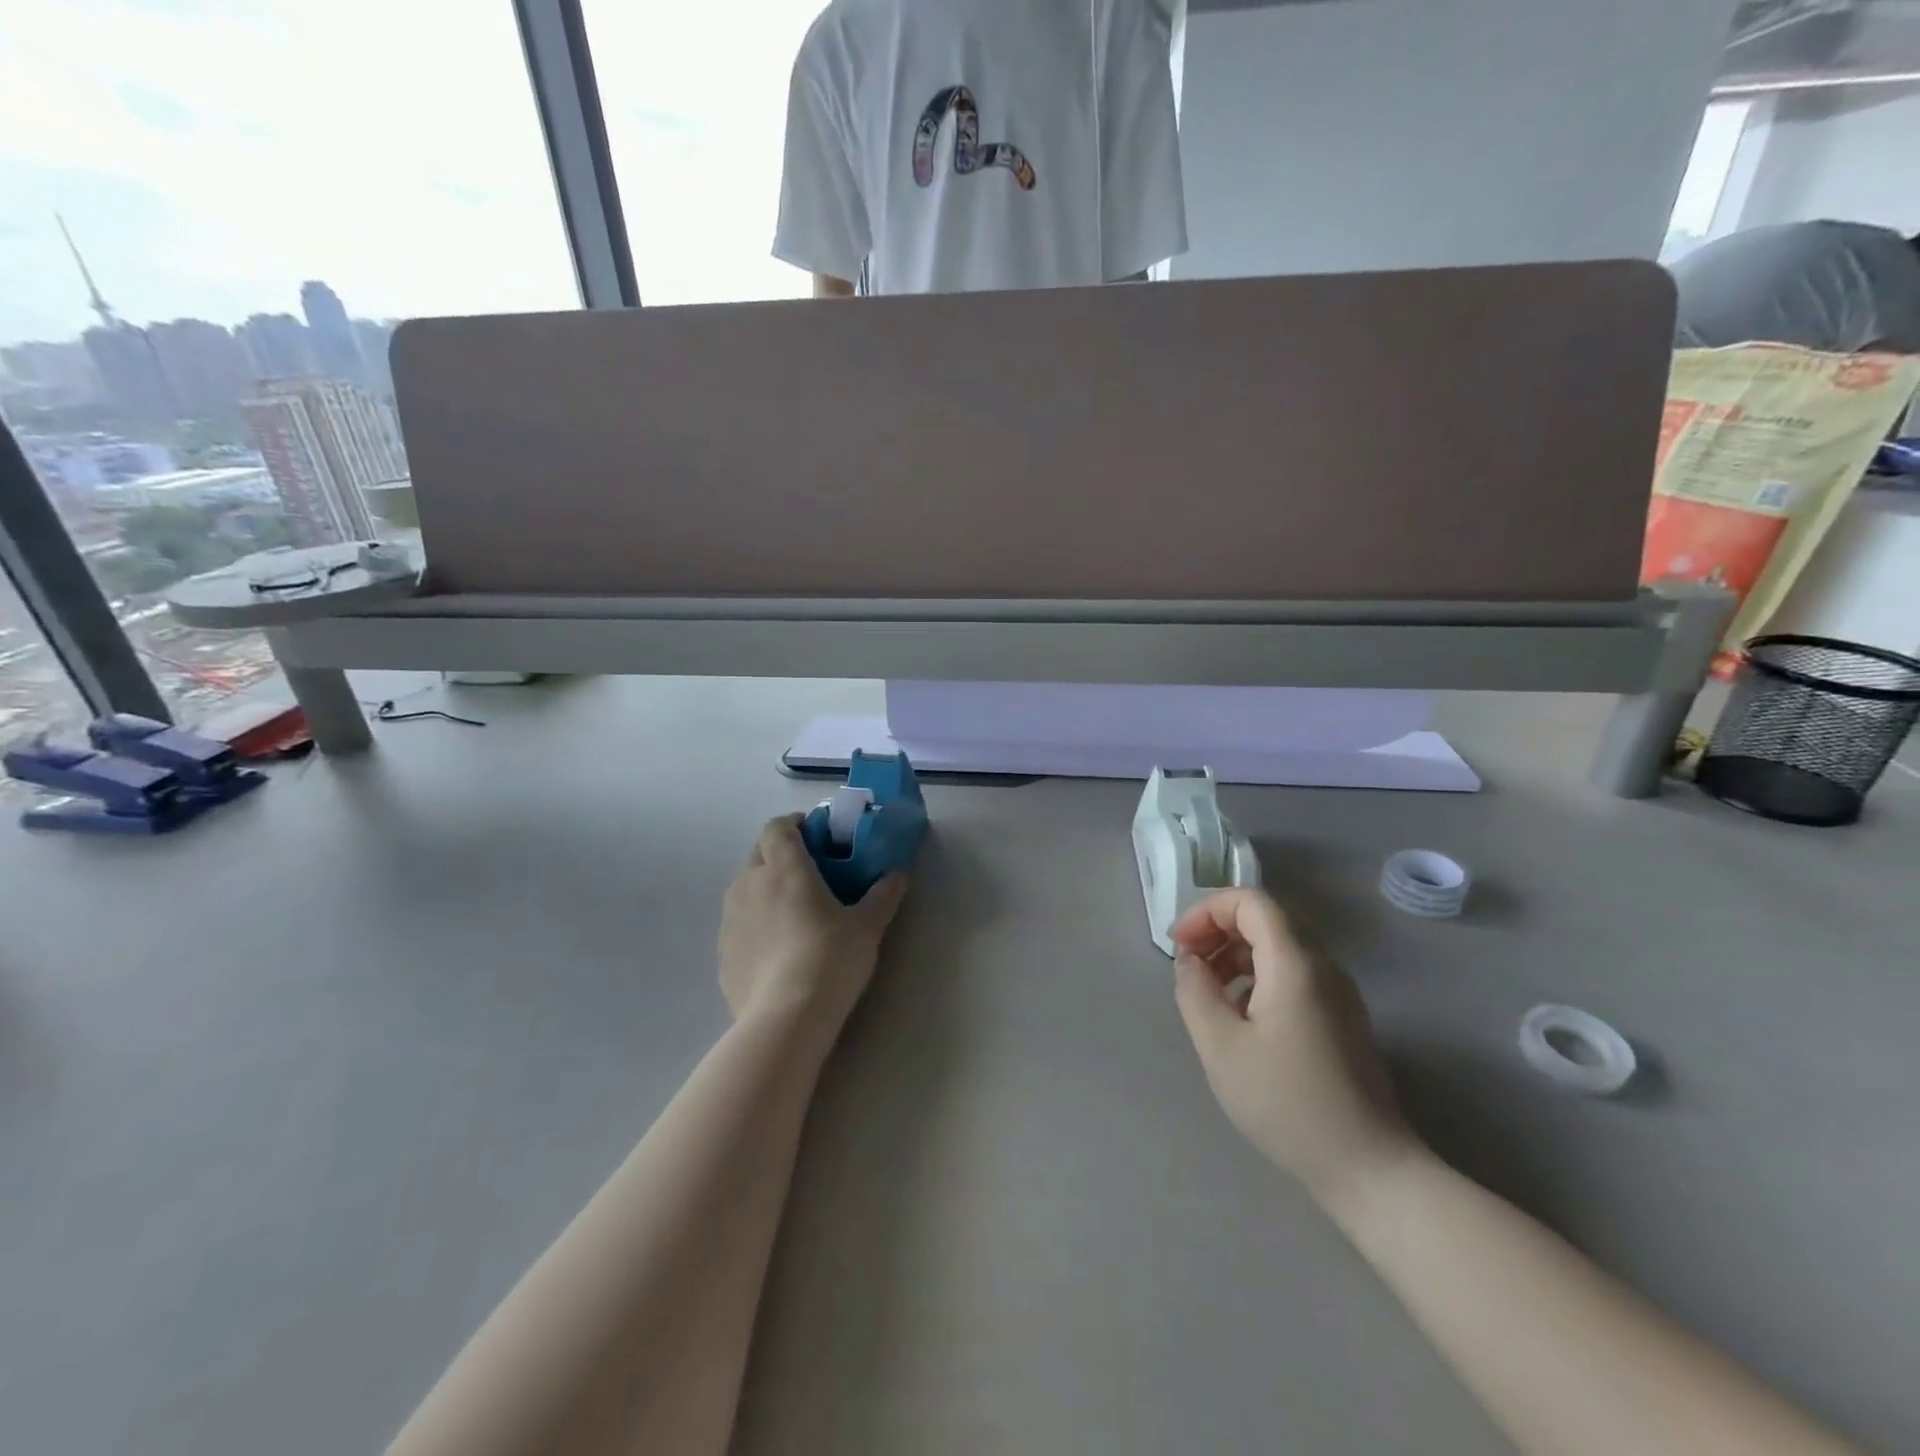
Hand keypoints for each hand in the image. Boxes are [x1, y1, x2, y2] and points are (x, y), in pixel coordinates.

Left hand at [718, 814, 909, 1027]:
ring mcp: (730, 918)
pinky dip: (754, 919)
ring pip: (744, 886)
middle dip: (780, 852)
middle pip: (759, 852)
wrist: (785, 1019)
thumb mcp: (867, 927)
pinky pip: (738, 921)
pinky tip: (775, 945)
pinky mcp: (722, 951)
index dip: (794, 824)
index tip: (816, 834)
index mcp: (785, 868)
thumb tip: (898, 874)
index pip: (778, 827)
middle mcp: (750, 884)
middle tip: (809, 869)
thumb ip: (883, 895)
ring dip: (764, 884)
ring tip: (791, 907)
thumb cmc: (830, 960)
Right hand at [1172, 889, 1421, 1204]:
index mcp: (1295, 963)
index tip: (1179, 946)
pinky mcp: (1341, 1017)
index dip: (1207, 911)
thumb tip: (1190, 960)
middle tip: (1188, 965)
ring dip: (1236, 954)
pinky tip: (1240, 1016)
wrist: (1368, 1168)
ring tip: (1207, 992)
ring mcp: (1337, 992)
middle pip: (1266, 918)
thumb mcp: (1220, 1046)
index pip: (1250, 901)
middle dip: (1219, 930)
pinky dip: (1257, 976)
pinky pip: (1293, 973)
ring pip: (1279, 945)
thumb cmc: (1286, 1102)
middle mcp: (1323, 965)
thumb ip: (1195, 991)